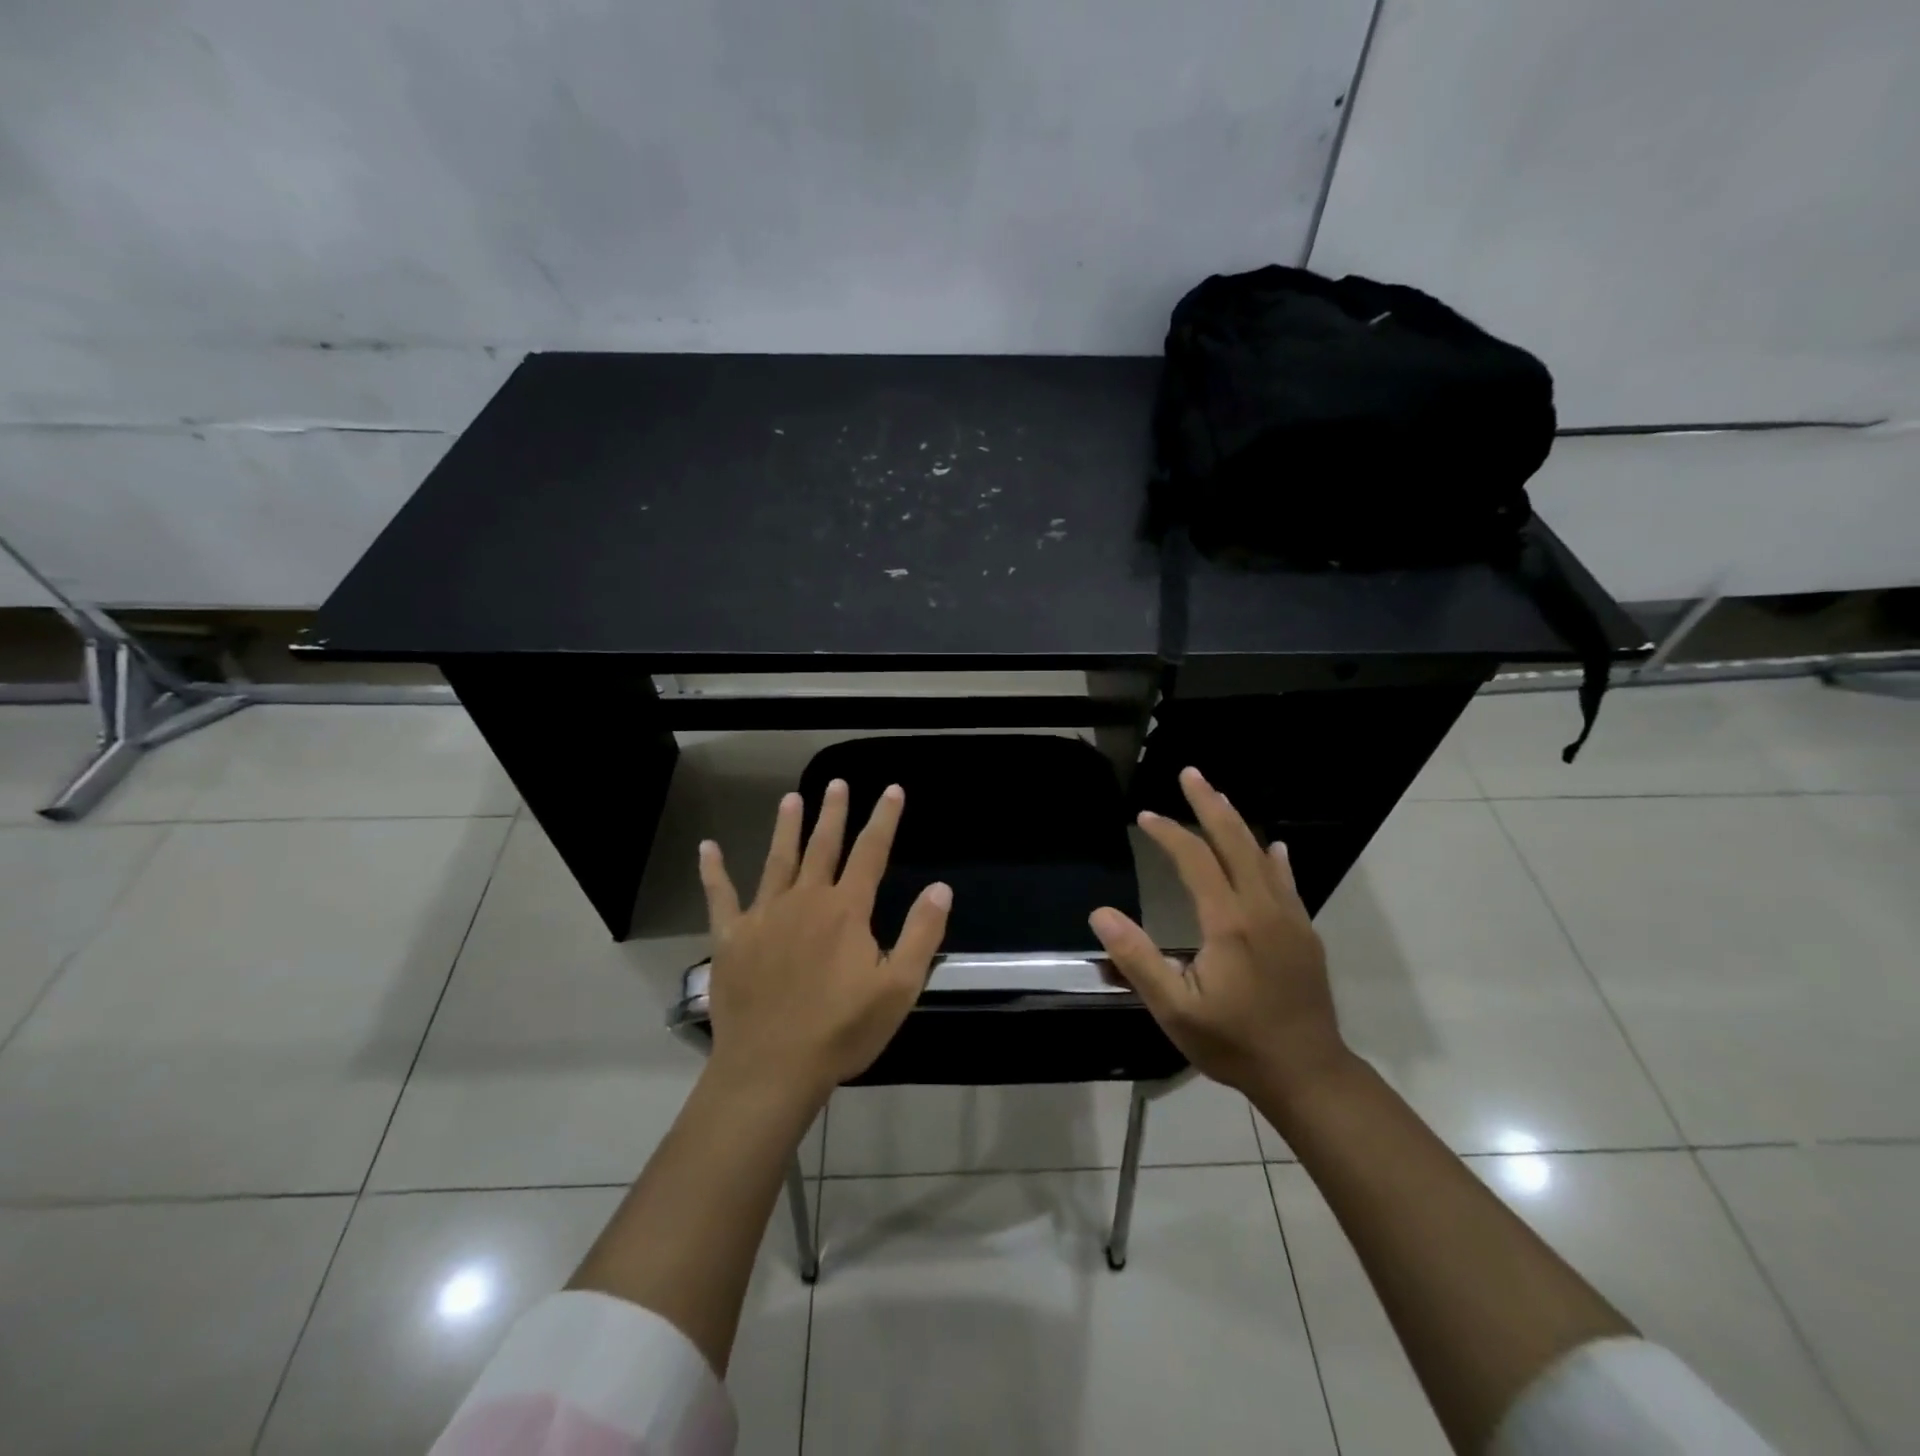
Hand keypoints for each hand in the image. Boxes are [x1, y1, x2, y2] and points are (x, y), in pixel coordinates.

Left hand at [697, 779, 951, 1106]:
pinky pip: (720, 896)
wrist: (772, 1068)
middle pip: (823, 846)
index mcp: (846, 910)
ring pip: (777, 860)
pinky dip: (713, 871)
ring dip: (786, 827)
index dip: (884, 819)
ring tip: (791, 798)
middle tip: (835, 783)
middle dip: (833, 813)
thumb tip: (940, 888)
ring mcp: (764, 915)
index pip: (871, 852)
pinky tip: (707, 848)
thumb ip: (921, 934)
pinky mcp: (731, 937)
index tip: (891, 790)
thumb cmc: (842, 1030)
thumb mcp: (899, 988)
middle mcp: (805, 900)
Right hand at [1089, 766, 1349, 1102]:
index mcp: (1229, 922)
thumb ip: (1137, 959)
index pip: (1195, 859)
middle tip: (1190, 774)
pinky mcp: (1305, 933)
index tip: (1145, 817)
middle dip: (1209, 804)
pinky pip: (1287, 882)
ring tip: (1219, 797)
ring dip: (1237, 823)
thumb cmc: (1234, 1042)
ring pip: (1262, 855)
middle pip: (1234, 841)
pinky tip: (1274, 848)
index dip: (1169, 832)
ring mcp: (1290, 918)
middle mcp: (1262, 907)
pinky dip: (1274, 858)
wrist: (1308, 1074)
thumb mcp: (1174, 1009)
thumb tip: (1101, 913)